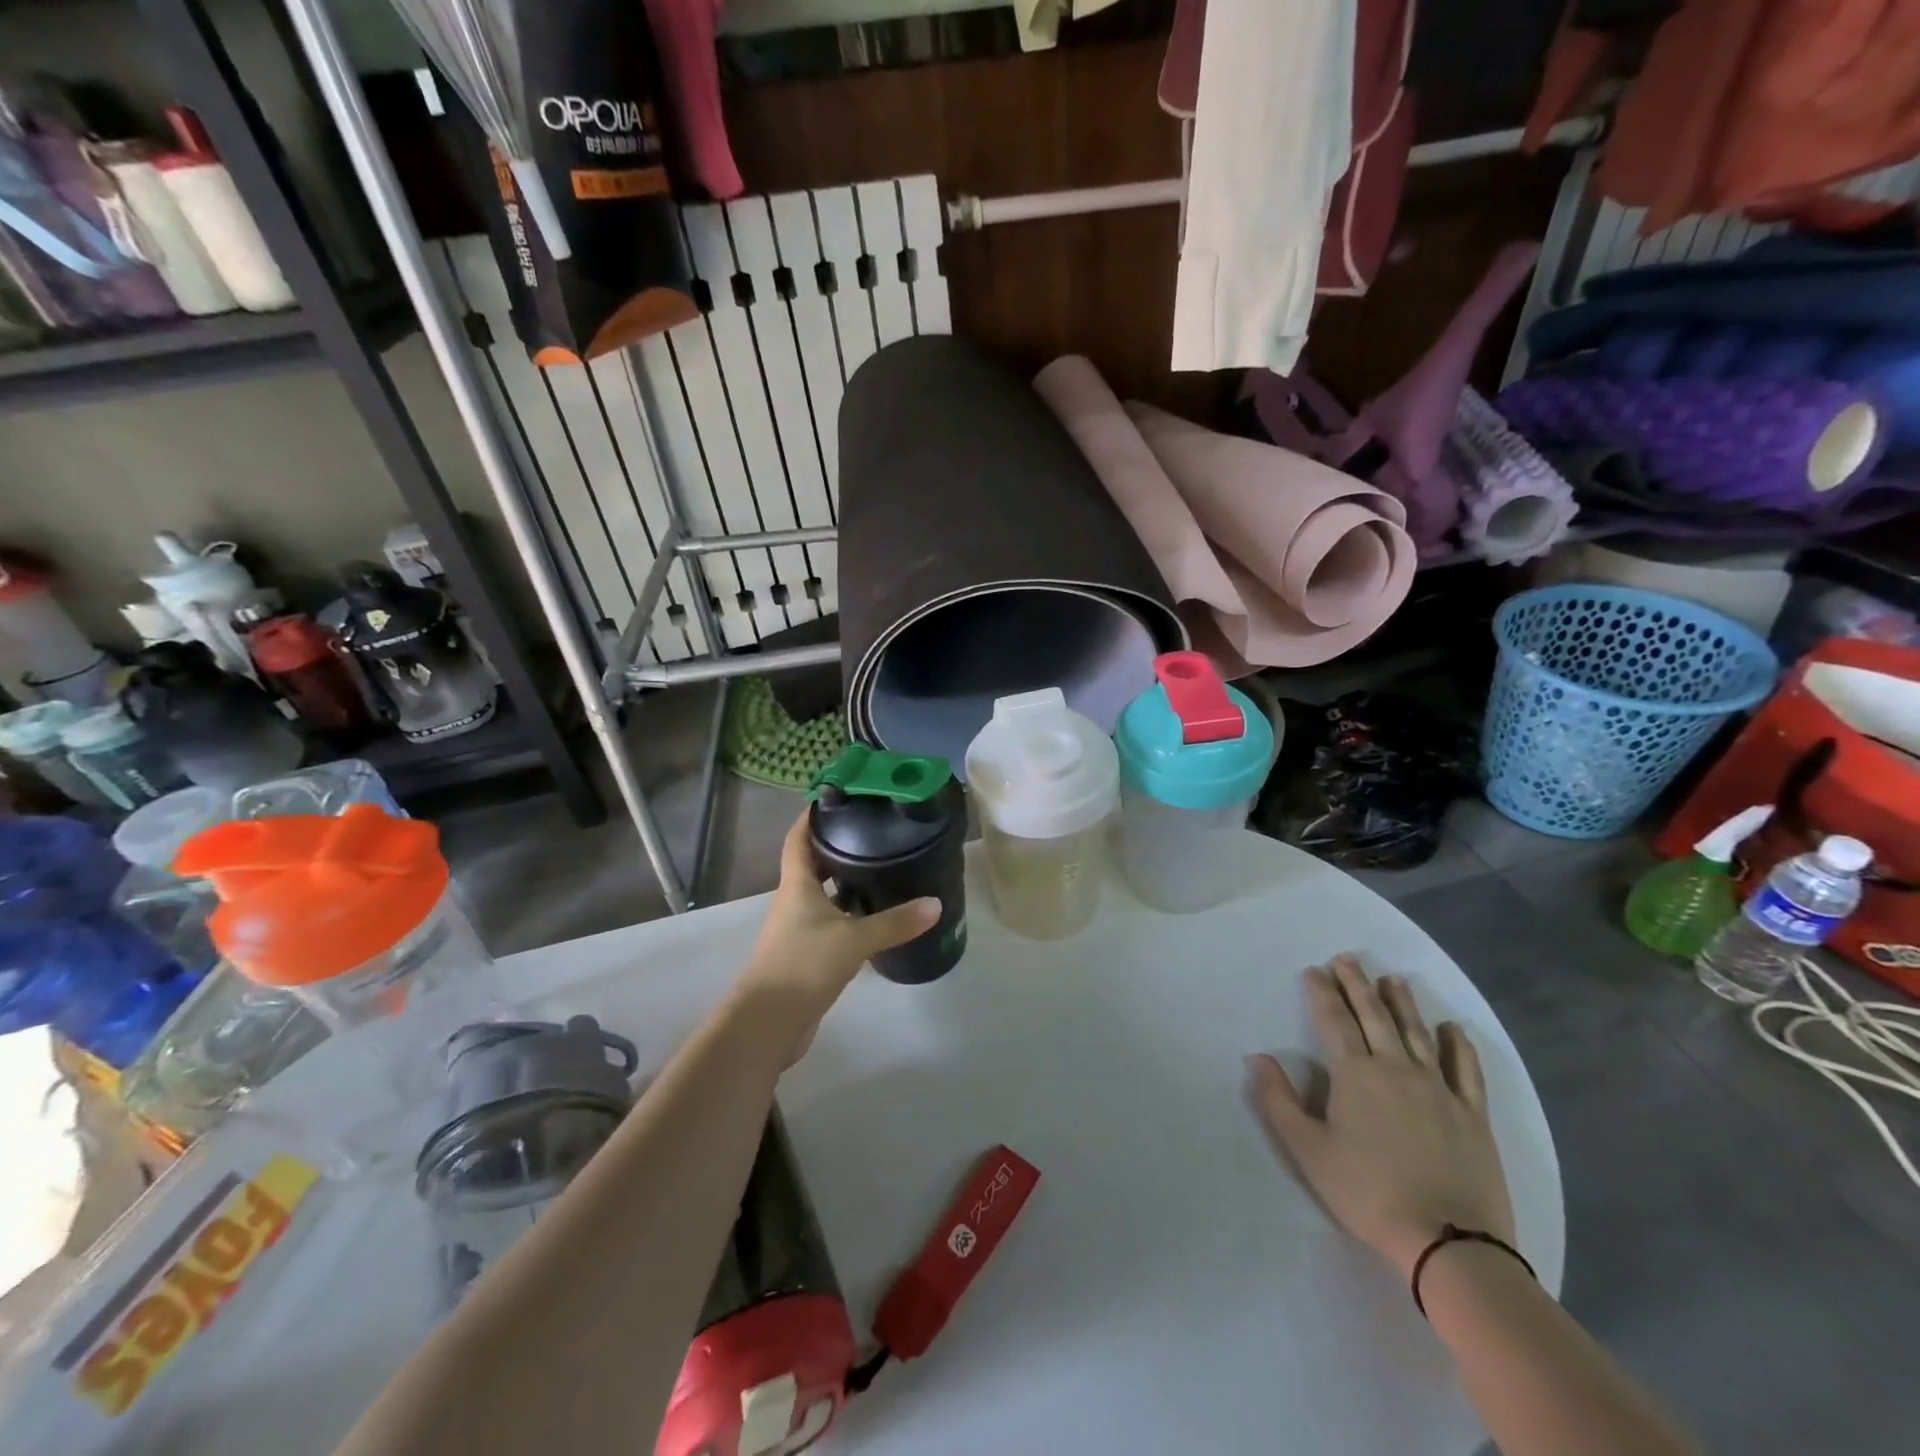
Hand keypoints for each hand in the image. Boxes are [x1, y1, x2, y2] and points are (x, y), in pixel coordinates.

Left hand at [735, 811, 939, 1046]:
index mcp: (797, 885)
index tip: (833, 799)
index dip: (810, 817)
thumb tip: (935, 904)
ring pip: (823, 896)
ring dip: (845, 884)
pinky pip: (830, 924)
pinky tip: (875, 919)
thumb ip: (895, 922)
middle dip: (838, 848)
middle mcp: (793, 901)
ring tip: (881, 870)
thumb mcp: (854, 939)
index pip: (798, 839)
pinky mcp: (806, 955)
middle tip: (872, 833)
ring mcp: (798, 930)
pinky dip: (849, 916)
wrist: (769, 1022)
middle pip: (813, 865)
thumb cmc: (804, 965)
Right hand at [1246, 954, 1513, 1277]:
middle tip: (1347, 959)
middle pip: (1374, 1016)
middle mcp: (1396, 1068)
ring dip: (1402, 1003)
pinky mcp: (1472, 1115)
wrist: (1448, 1242)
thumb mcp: (1308, 1150)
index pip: (1334, 1021)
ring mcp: (1439, 1089)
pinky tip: (1452, 1029)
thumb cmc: (1368, 1193)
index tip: (1314, 970)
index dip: (1322, 993)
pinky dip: (1458, 1045)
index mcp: (1355, 1074)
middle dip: (1356, 984)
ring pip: (1417, 1033)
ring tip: (1392, 979)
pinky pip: (1466, 1070)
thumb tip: (1257, 1056)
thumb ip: (1279, 1100)